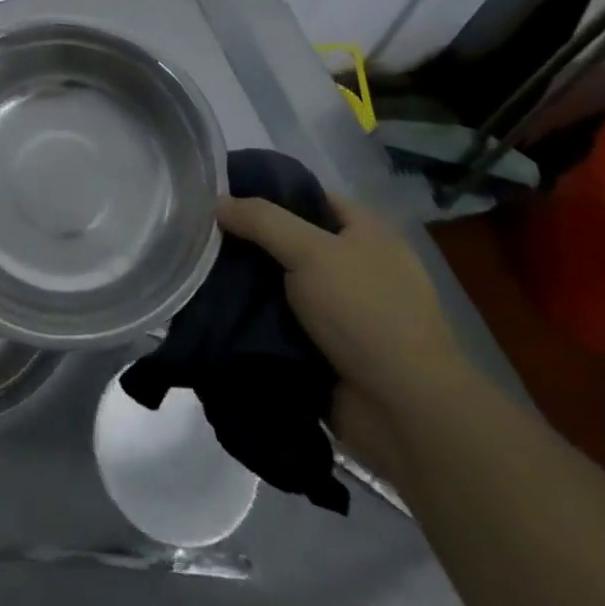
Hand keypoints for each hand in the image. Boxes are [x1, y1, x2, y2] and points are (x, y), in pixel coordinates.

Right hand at [217, 192, 467, 477]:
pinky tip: (218, 310)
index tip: (221, 196)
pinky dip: (255, 320)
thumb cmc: (365, 314)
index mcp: (366, 232)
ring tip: (198, 272)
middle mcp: (356, 266)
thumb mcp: (311, 252)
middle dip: (249, 242)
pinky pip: (281, 323)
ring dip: (248, 284)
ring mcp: (343, 311)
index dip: (265, 192)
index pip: (307, 197)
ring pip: (281, 285)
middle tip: (201, 236)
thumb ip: (262, 221)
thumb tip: (217, 201)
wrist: (406, 413)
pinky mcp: (328, 350)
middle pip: (290, 241)